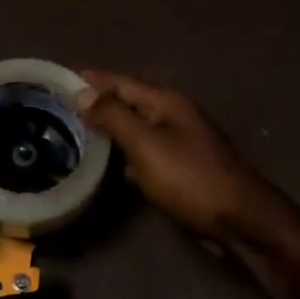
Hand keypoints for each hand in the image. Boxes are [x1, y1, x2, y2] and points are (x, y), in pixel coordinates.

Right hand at [75, 71, 288, 243]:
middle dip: (98, 103)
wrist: (240, 219)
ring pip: (137, 128)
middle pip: (129, 102)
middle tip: (62, 108)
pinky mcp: (183, 167)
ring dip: (111, 129)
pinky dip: (126, 153)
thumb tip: (82, 92)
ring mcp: (181, 142)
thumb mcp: (146, 144)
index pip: (120, 82)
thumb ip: (113, 116)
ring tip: (78, 133)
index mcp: (166, 102)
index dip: (91, 80)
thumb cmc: (190, 178)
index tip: (59, 79)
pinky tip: (110, 165)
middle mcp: (174, 115)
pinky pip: (146, 152)